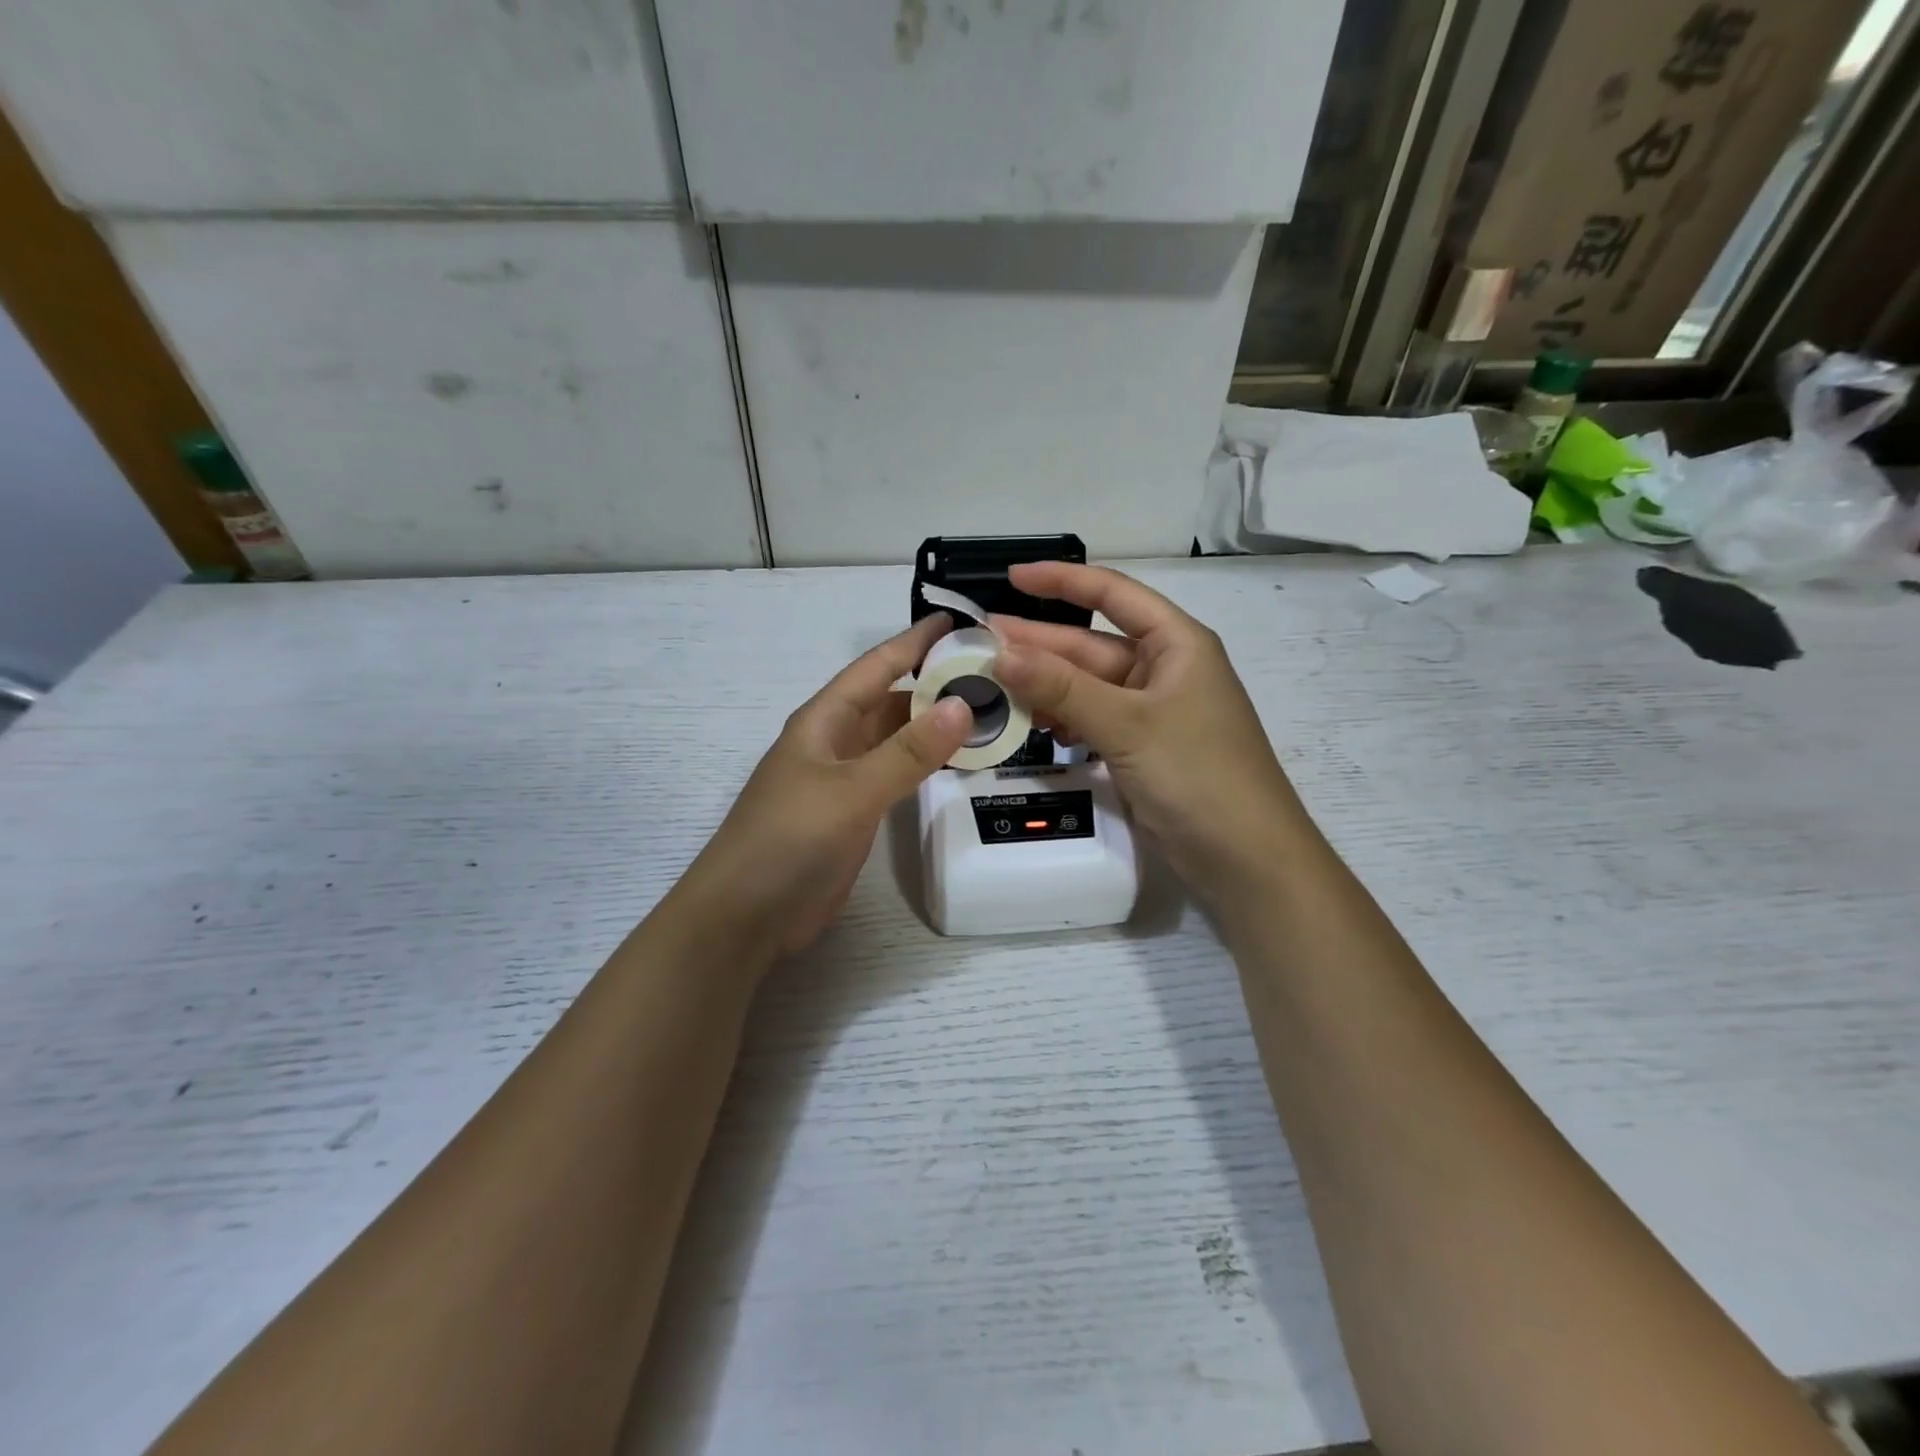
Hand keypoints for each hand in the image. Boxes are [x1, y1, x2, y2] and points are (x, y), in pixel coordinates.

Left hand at [679, 614, 972, 961]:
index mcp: (824, 720)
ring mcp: (844, 779)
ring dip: (933, 725)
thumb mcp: (852, 791)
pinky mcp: (853, 813)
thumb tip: (962, 705)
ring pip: (895, 738)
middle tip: (993, 674)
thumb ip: (908, 751)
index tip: (958, 621)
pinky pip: (895, 774)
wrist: (746, 915)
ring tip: (988, 713)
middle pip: (890, 700)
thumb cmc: (790, 840)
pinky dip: (925, 764)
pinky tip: (957, 762)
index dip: (914, 641)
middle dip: (934, 684)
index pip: (876, 667)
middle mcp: (835, 741)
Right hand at [990, 562, 1308, 897]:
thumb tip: (1001, 653)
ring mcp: (1151, 712)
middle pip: (1091, 645)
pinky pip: (1092, 719)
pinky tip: (1030, 723)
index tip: (1012, 578)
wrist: (1246, 858)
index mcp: (1176, 644)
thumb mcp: (1129, 725)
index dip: (1063, 580)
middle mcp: (1163, 670)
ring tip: (991, 683)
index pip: (1114, 594)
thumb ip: (1063, 688)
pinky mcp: (1140, 748)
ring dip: (1044, 684)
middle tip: (979, 643)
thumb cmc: (1199, 775)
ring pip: (1086, 686)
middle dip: (1038, 643)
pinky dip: (1062, 718)